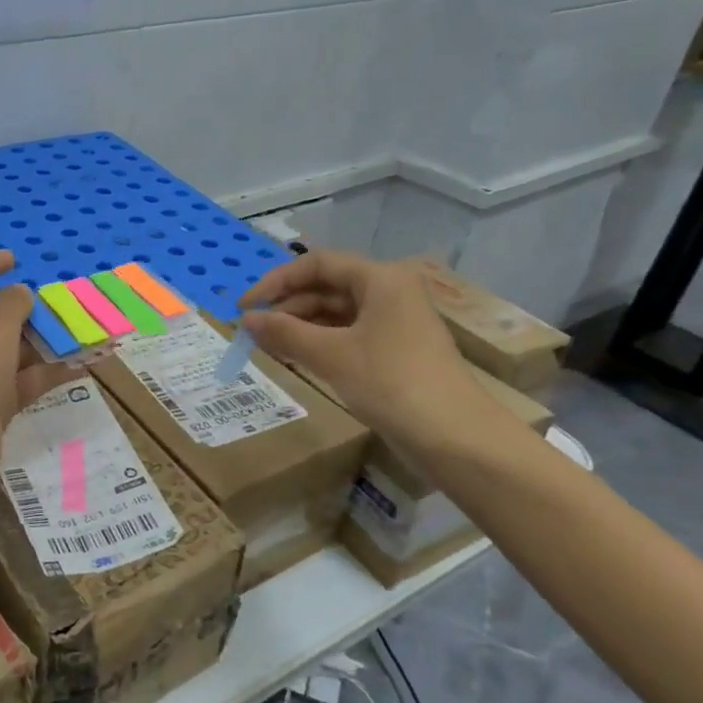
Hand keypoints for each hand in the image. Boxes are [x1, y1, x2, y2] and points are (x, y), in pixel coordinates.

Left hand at [0, 251, 77, 499]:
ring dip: (43, 343)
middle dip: (26, 312)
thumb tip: (21, 294)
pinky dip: (47, 373)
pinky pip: (21, 382)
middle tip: (60, 305)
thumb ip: (12, 304)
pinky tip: (81, 365)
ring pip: (10, 352)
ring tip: (82, 333)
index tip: (14, 260)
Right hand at [239, 249, 477, 444]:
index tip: (245, 306)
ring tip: (267, 345)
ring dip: (300, 326)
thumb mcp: (331, 355)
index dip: (276, 281)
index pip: (317, 264)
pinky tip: (296, 357)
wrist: (456, 438)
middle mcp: (390, 291)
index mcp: (381, 279)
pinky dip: (320, 342)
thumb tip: (246, 319)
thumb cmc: (391, 383)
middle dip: (287, 306)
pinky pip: (349, 334)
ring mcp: (395, 322)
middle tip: (252, 330)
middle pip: (327, 286)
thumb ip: (284, 332)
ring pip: (337, 313)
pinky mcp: (396, 350)